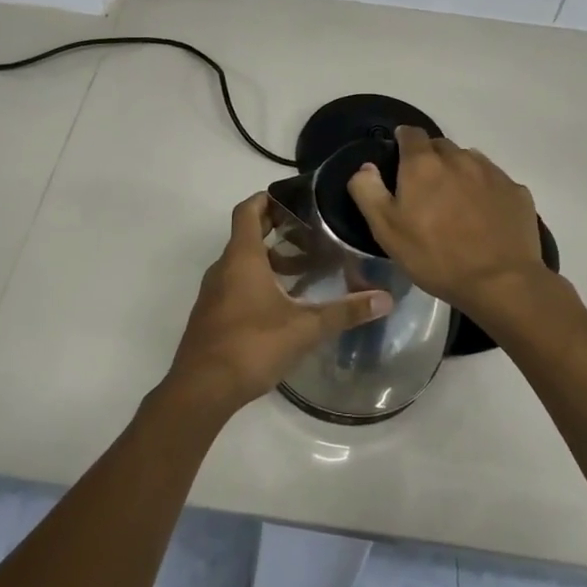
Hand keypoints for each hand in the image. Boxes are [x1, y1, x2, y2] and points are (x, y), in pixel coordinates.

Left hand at [167, 193, 392, 419]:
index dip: (267, 198)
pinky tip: (284, 304)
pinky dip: (259, 282)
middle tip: (311, 232)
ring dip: (270, 260)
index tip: (293, 198)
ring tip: (305, 270)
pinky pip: (236, 285)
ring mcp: (214, 293)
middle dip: (277, 230)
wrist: (201, 389)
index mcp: (242, 258)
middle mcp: (224, 268)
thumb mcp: (304, 328)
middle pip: (247, 235)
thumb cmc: (251, 346)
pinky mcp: (212, 316)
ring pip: (243, 263)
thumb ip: (344, 311)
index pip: (248, 210)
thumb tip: (385, 298)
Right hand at [348, 127, 547, 319]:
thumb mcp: (386, 230)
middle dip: (430, 160)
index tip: (398, 159)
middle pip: (440, 147)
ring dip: (459, 173)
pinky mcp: (516, 192)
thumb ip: (368, 191)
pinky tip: (484, 217)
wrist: (501, 283)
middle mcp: (459, 158)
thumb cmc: (435, 256)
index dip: (402, 142)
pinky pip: (495, 181)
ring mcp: (492, 173)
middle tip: (425, 191)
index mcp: (423, 164)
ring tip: (456, 204)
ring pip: (469, 161)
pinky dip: (485, 191)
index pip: (410, 133)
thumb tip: (366, 167)